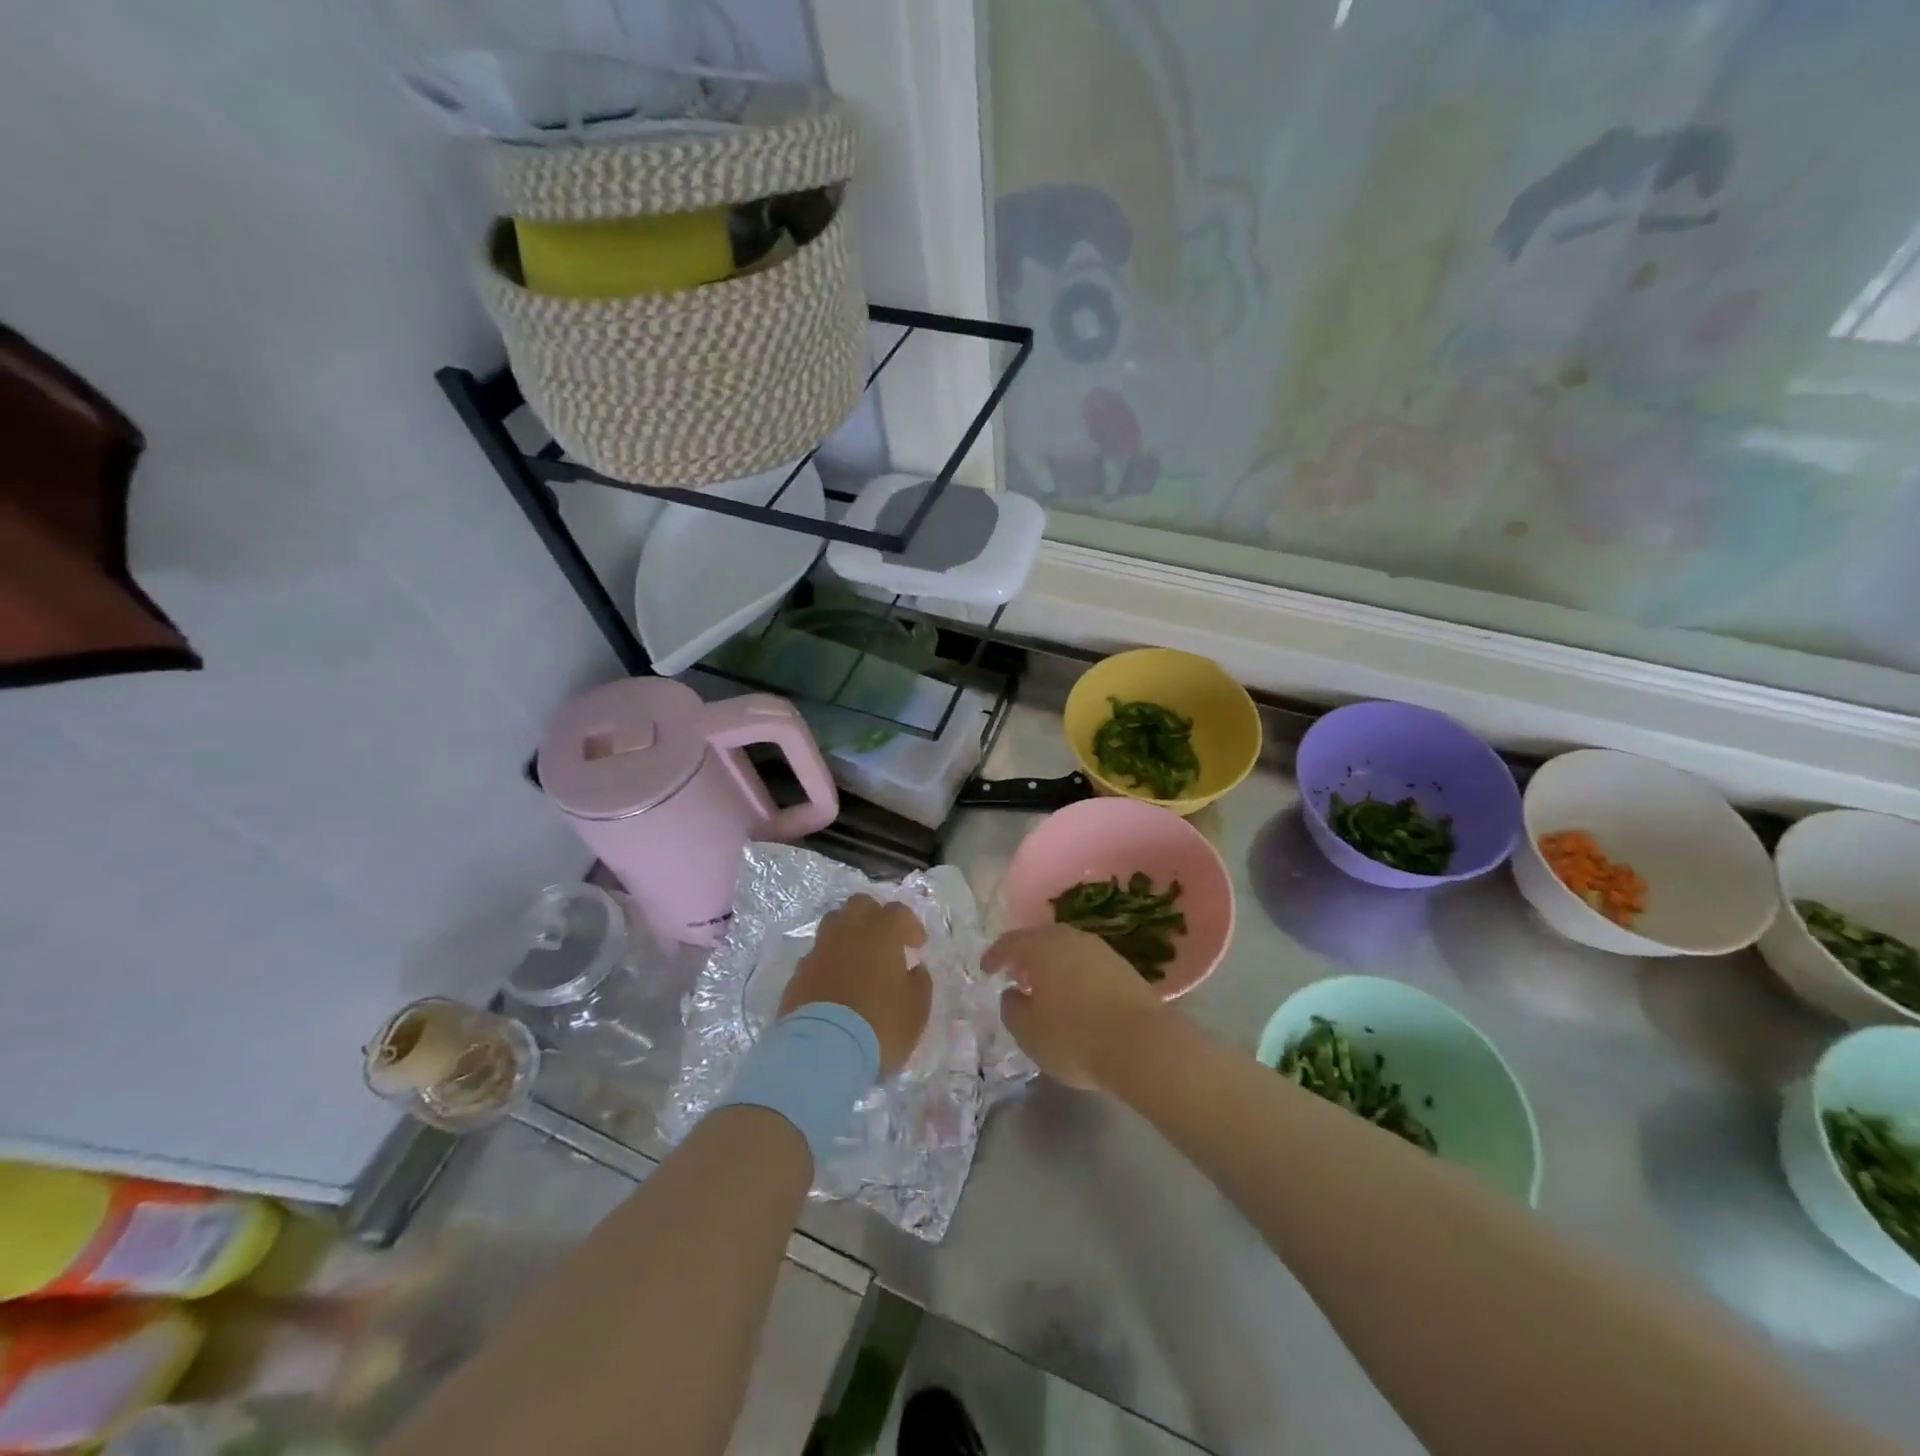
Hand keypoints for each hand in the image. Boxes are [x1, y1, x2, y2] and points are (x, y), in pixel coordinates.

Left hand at [782, 895, 930, 1075]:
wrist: (822, 1052)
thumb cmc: (879, 1026)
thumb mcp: (916, 1009)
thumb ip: (919, 982)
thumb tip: (913, 969)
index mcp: (881, 934)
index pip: (897, 911)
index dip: (910, 925)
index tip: (917, 946)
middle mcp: (847, 933)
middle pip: (859, 904)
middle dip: (874, 915)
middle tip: (885, 940)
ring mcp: (819, 951)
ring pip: (833, 923)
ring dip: (848, 932)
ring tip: (858, 957)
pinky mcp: (799, 973)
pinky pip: (817, 954)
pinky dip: (829, 960)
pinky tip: (836, 982)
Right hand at [984, 924, 1167, 1090]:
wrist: (1145, 1045)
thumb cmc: (1076, 1036)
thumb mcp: (1029, 1032)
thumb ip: (1012, 1008)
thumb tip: (1014, 993)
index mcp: (1043, 945)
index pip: (1010, 942)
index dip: (994, 956)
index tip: (985, 969)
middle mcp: (1072, 938)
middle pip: (1041, 940)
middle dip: (1025, 956)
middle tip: (1014, 974)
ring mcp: (1101, 951)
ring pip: (1066, 950)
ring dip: (1051, 965)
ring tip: (1043, 988)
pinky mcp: (1124, 969)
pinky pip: (1086, 964)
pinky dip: (1073, 974)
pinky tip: (1073, 996)